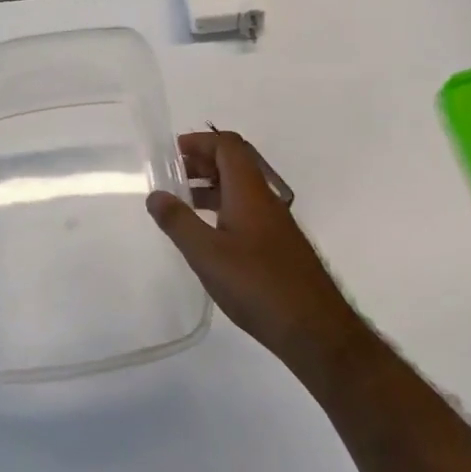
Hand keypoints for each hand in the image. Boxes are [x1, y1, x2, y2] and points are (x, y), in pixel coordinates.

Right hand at [147, 131, 370, 381]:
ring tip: (181, 203)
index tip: (171, 153)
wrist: (314, 329)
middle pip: (234, 163)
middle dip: (202, 161)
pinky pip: (247, 210)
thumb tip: (155, 194)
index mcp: (249, 191)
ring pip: (240, 188)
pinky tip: (208, 234)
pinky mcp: (278, 245)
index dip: (199, 142)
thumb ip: (178, 222)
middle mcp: (265, 199)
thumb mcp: (207, 254)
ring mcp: (275, 223)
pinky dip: (223, 208)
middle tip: (171, 176)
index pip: (227, 146)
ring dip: (211, 186)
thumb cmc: (257, 285)